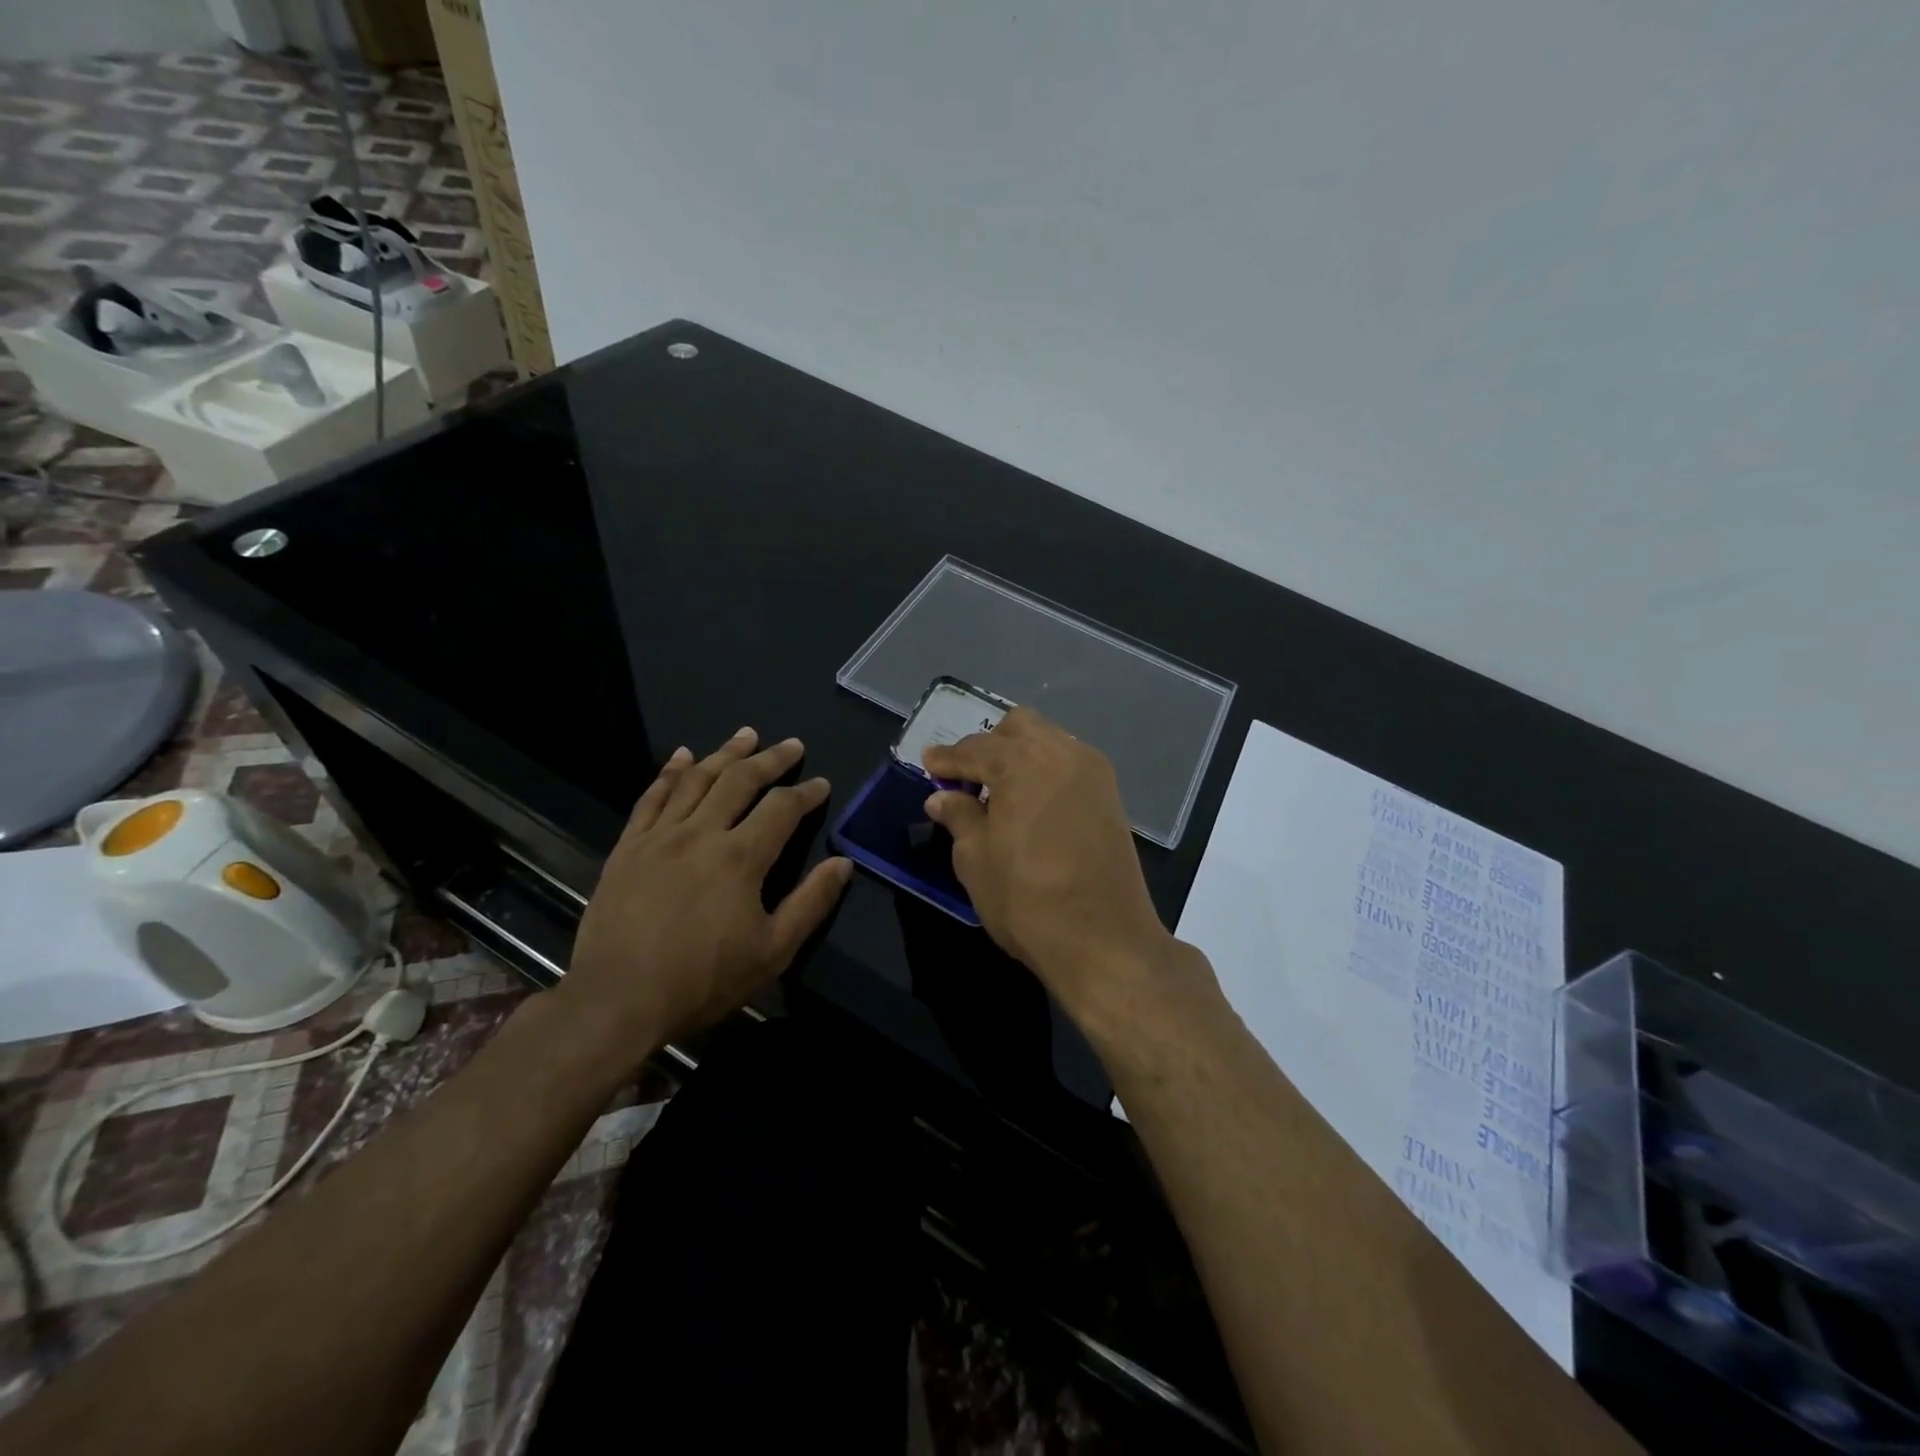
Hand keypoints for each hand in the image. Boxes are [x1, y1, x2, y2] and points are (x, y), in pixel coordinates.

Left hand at [563, 728, 851, 1063]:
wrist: (617, 1001)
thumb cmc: (703, 980)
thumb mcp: (773, 951)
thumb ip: (811, 902)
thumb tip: (844, 863)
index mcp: (741, 857)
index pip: (782, 808)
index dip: (806, 792)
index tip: (821, 783)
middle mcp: (701, 833)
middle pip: (740, 781)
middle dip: (770, 759)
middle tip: (791, 744)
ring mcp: (659, 837)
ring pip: (697, 779)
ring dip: (724, 753)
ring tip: (746, 734)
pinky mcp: (628, 848)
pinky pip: (651, 797)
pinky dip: (669, 771)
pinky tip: (682, 755)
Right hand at [922, 708, 1189, 1029]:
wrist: (1104, 940)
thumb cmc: (1027, 899)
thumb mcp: (976, 859)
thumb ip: (959, 817)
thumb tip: (942, 797)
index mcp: (1023, 762)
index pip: (975, 748)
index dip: (947, 757)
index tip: (928, 762)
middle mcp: (1062, 753)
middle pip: (1019, 727)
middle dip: (989, 744)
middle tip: (967, 776)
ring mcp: (1093, 772)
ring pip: (1049, 741)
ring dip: (1020, 755)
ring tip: (999, 792)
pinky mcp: (1111, 796)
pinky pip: (1069, 765)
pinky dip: (1045, 772)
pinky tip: (1031, 804)